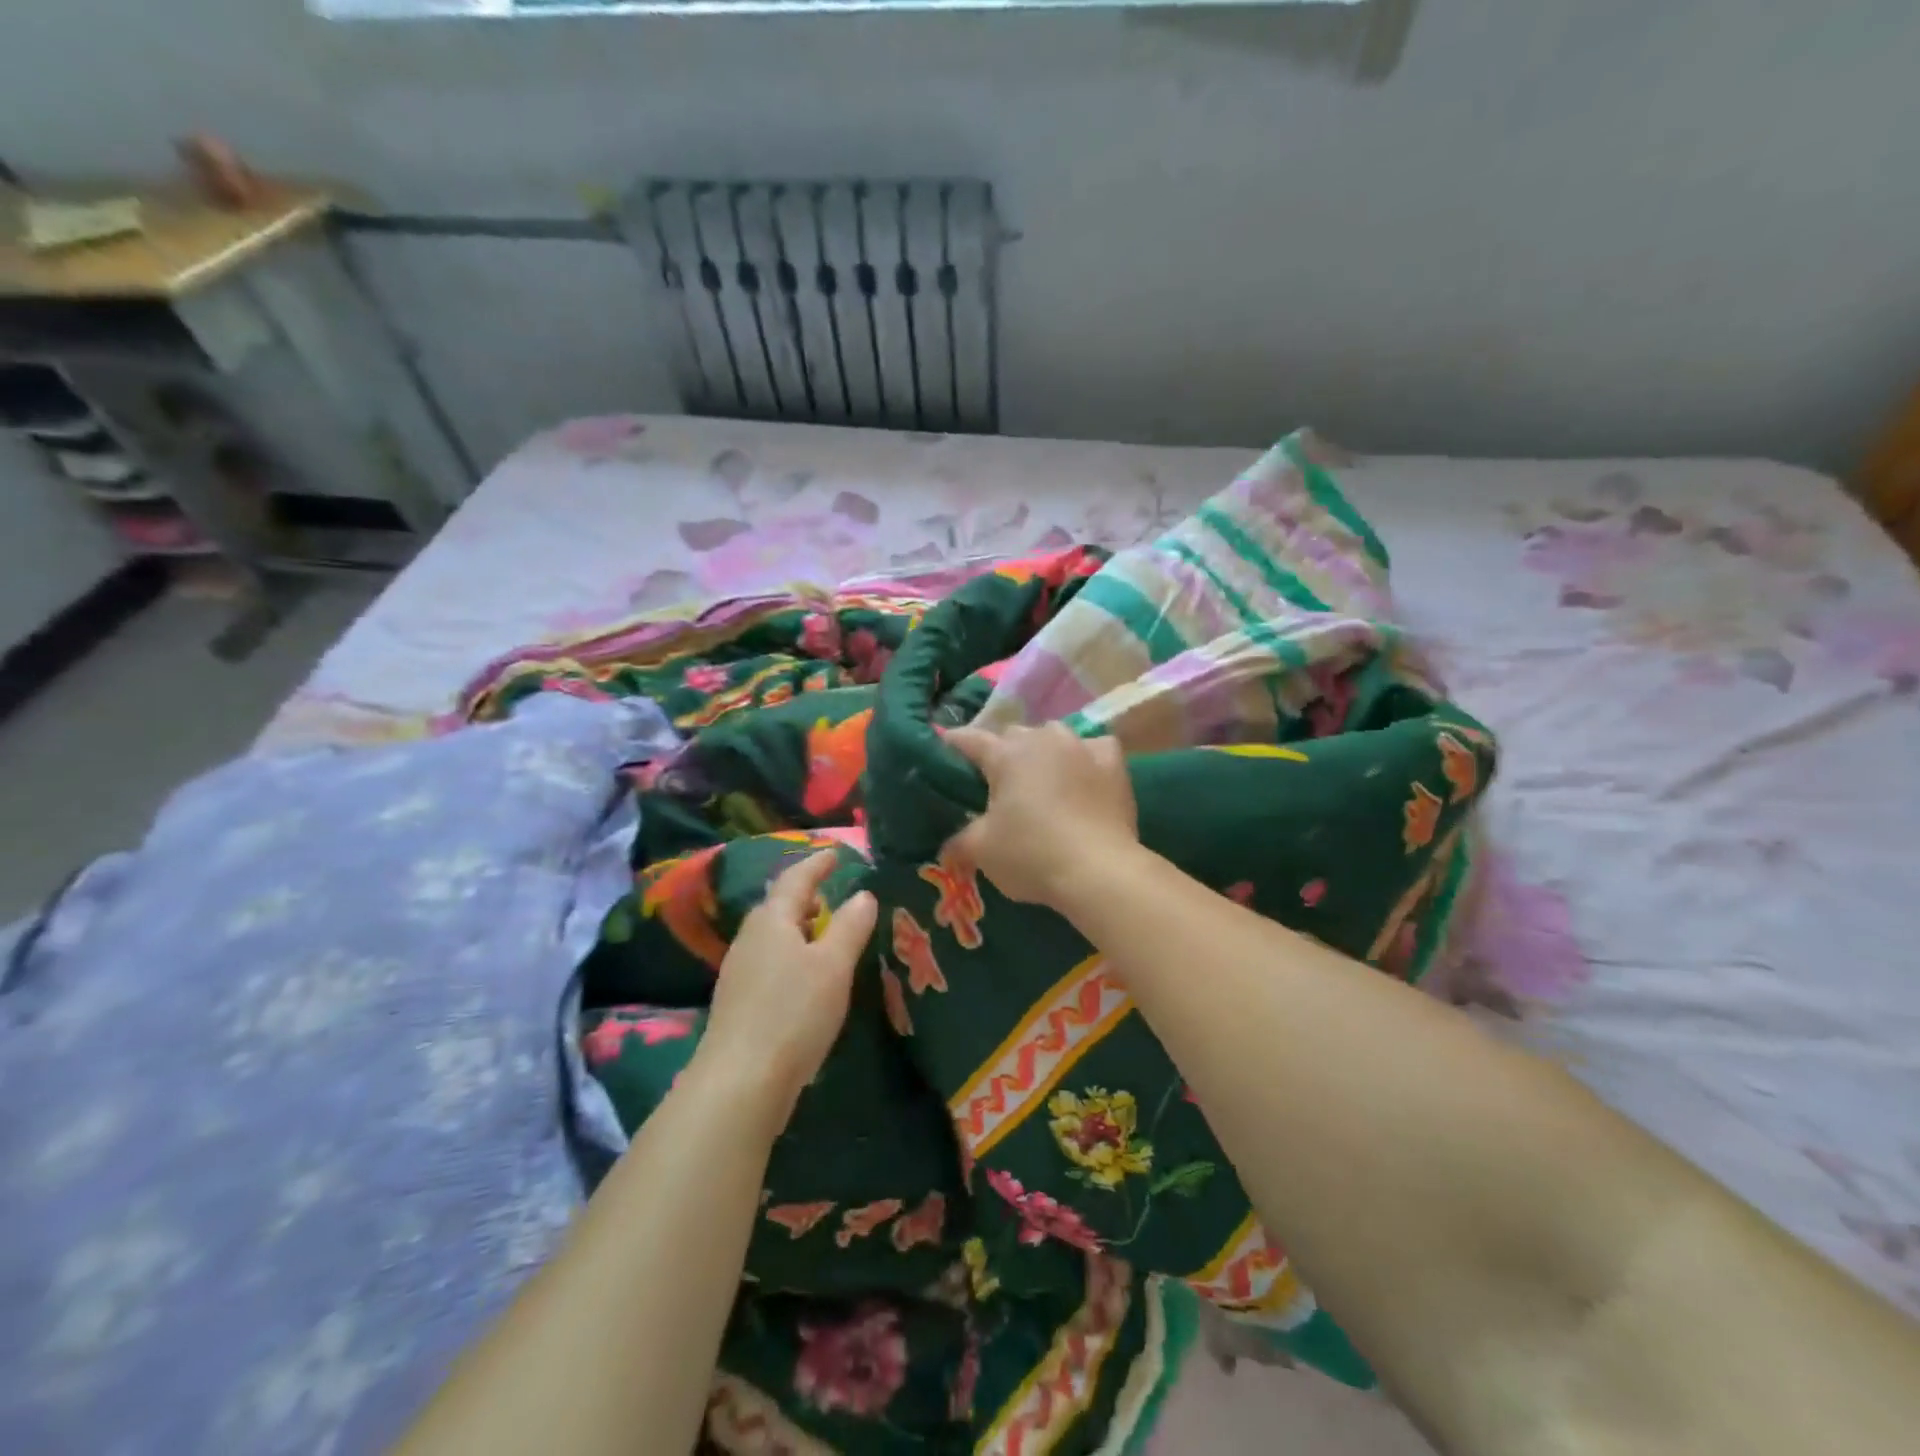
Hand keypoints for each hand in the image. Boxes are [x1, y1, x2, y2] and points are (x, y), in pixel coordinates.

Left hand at [695, 850, 877, 1127]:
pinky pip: (769, 962)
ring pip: (773, 936)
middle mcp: (750, 938)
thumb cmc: (793, 1013)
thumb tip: (864, 894)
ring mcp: (738, 971)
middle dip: (806, 898)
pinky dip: (791, 956)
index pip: (796, 879)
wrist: (740, 1082)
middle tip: (832, 896)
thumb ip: (851, 926)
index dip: (817, 864)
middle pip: (779, 906)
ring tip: (825, 937)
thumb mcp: (833, 966)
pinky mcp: (737, 1002)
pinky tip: (806, 979)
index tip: (834, 854)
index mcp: (772, 920)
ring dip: (799, 929)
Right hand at [944, 724, 1139, 907]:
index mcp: (1005, 754)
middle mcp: (1042, 738)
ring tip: (1043, 778)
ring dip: (1044, 752)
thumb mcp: (982, 851)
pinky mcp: (1114, 762)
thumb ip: (959, 840)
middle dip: (1003, 753)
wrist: (1099, 870)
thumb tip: (948, 846)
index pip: (970, 739)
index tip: (945, 749)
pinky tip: (1085, 775)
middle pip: (1014, 736)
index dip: (954, 744)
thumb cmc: (1032, 854)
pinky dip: (1085, 759)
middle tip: (999, 782)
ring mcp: (1081, 746)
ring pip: (1054, 737)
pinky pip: (1093, 749)